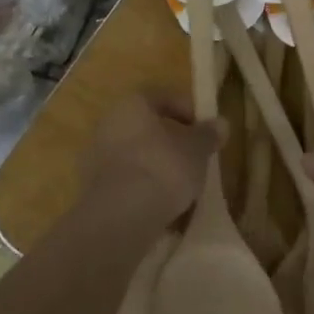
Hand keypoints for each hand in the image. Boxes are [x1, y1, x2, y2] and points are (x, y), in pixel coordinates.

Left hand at [79, 92, 219, 228]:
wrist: (121, 216)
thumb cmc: (163, 168)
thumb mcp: (197, 150)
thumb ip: (208, 135)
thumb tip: (221, 123)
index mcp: (131, 105)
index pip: (161, 97)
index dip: (187, 110)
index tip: (204, 130)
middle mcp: (107, 124)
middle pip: (145, 127)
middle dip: (170, 141)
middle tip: (193, 157)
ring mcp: (95, 157)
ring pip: (134, 155)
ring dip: (155, 166)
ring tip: (180, 187)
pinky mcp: (92, 189)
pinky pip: (125, 181)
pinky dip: (142, 188)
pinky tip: (161, 206)